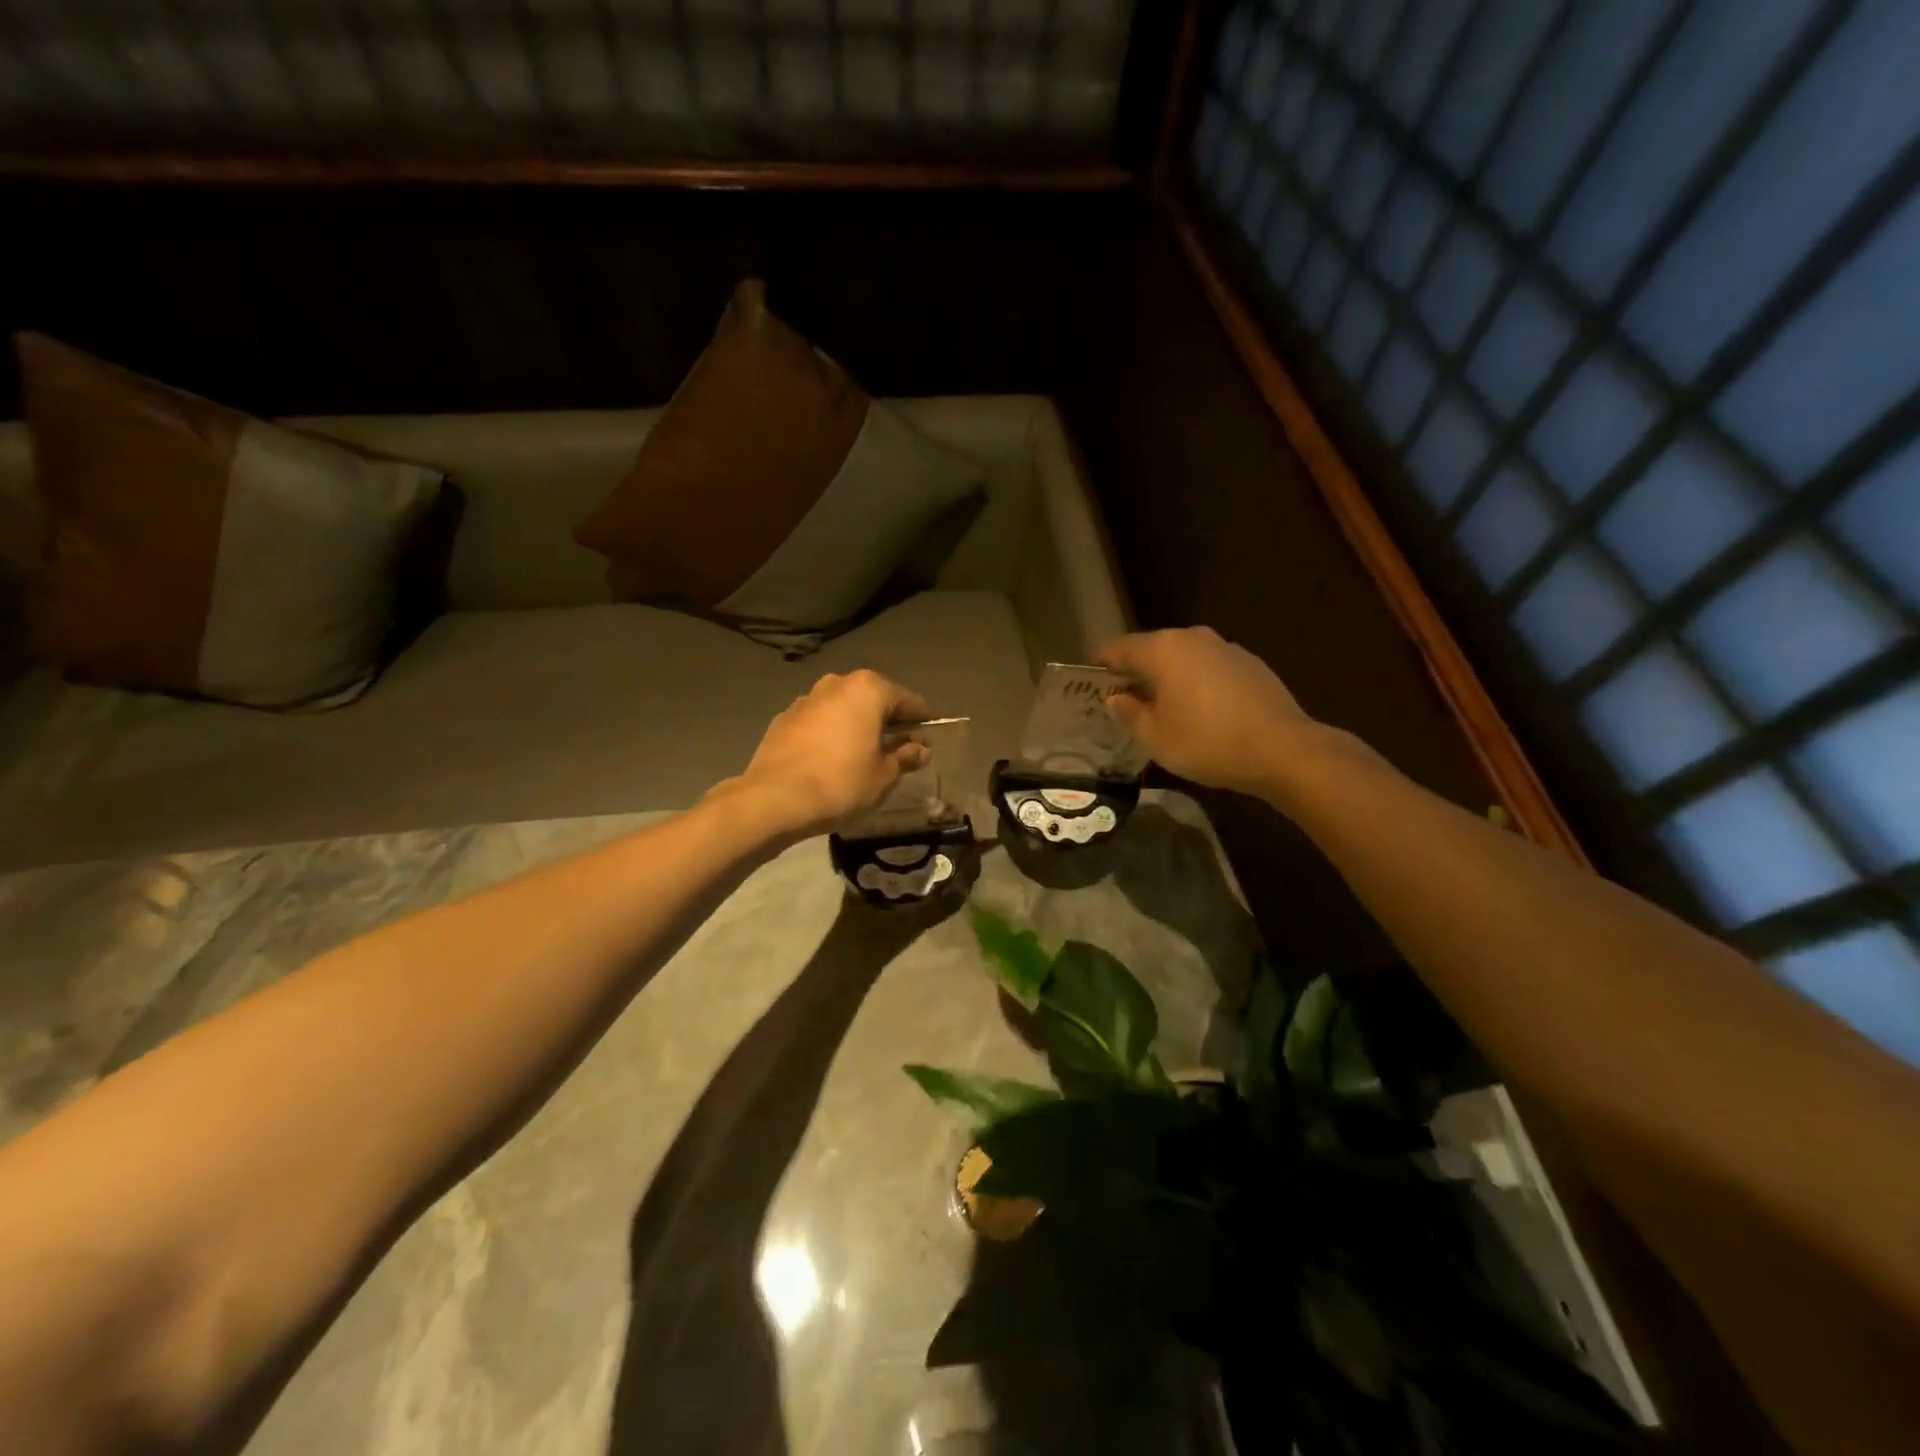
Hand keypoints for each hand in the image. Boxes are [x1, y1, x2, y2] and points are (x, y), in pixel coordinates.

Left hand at [729, 670, 932, 838]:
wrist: (773, 799)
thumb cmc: (841, 783)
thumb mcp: (883, 775)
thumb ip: (905, 757)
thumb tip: (920, 749)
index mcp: (868, 689)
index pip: (908, 701)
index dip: (924, 720)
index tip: (933, 736)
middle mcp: (837, 684)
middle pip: (874, 700)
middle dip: (889, 721)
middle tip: (902, 748)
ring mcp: (806, 699)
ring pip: (844, 709)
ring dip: (858, 726)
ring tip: (867, 754)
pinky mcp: (783, 719)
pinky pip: (820, 723)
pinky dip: (832, 735)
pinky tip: (834, 759)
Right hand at [1096, 628, 1316, 797]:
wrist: (1282, 749)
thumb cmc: (1206, 742)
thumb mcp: (1154, 737)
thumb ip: (1128, 713)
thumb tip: (1116, 698)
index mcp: (1162, 649)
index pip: (1117, 648)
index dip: (1099, 663)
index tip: (1090, 681)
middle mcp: (1192, 638)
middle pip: (1151, 649)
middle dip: (1135, 671)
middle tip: (1123, 700)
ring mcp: (1225, 647)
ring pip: (1183, 658)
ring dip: (1168, 677)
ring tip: (1162, 708)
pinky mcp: (1250, 663)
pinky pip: (1209, 668)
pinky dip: (1197, 683)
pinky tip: (1201, 711)